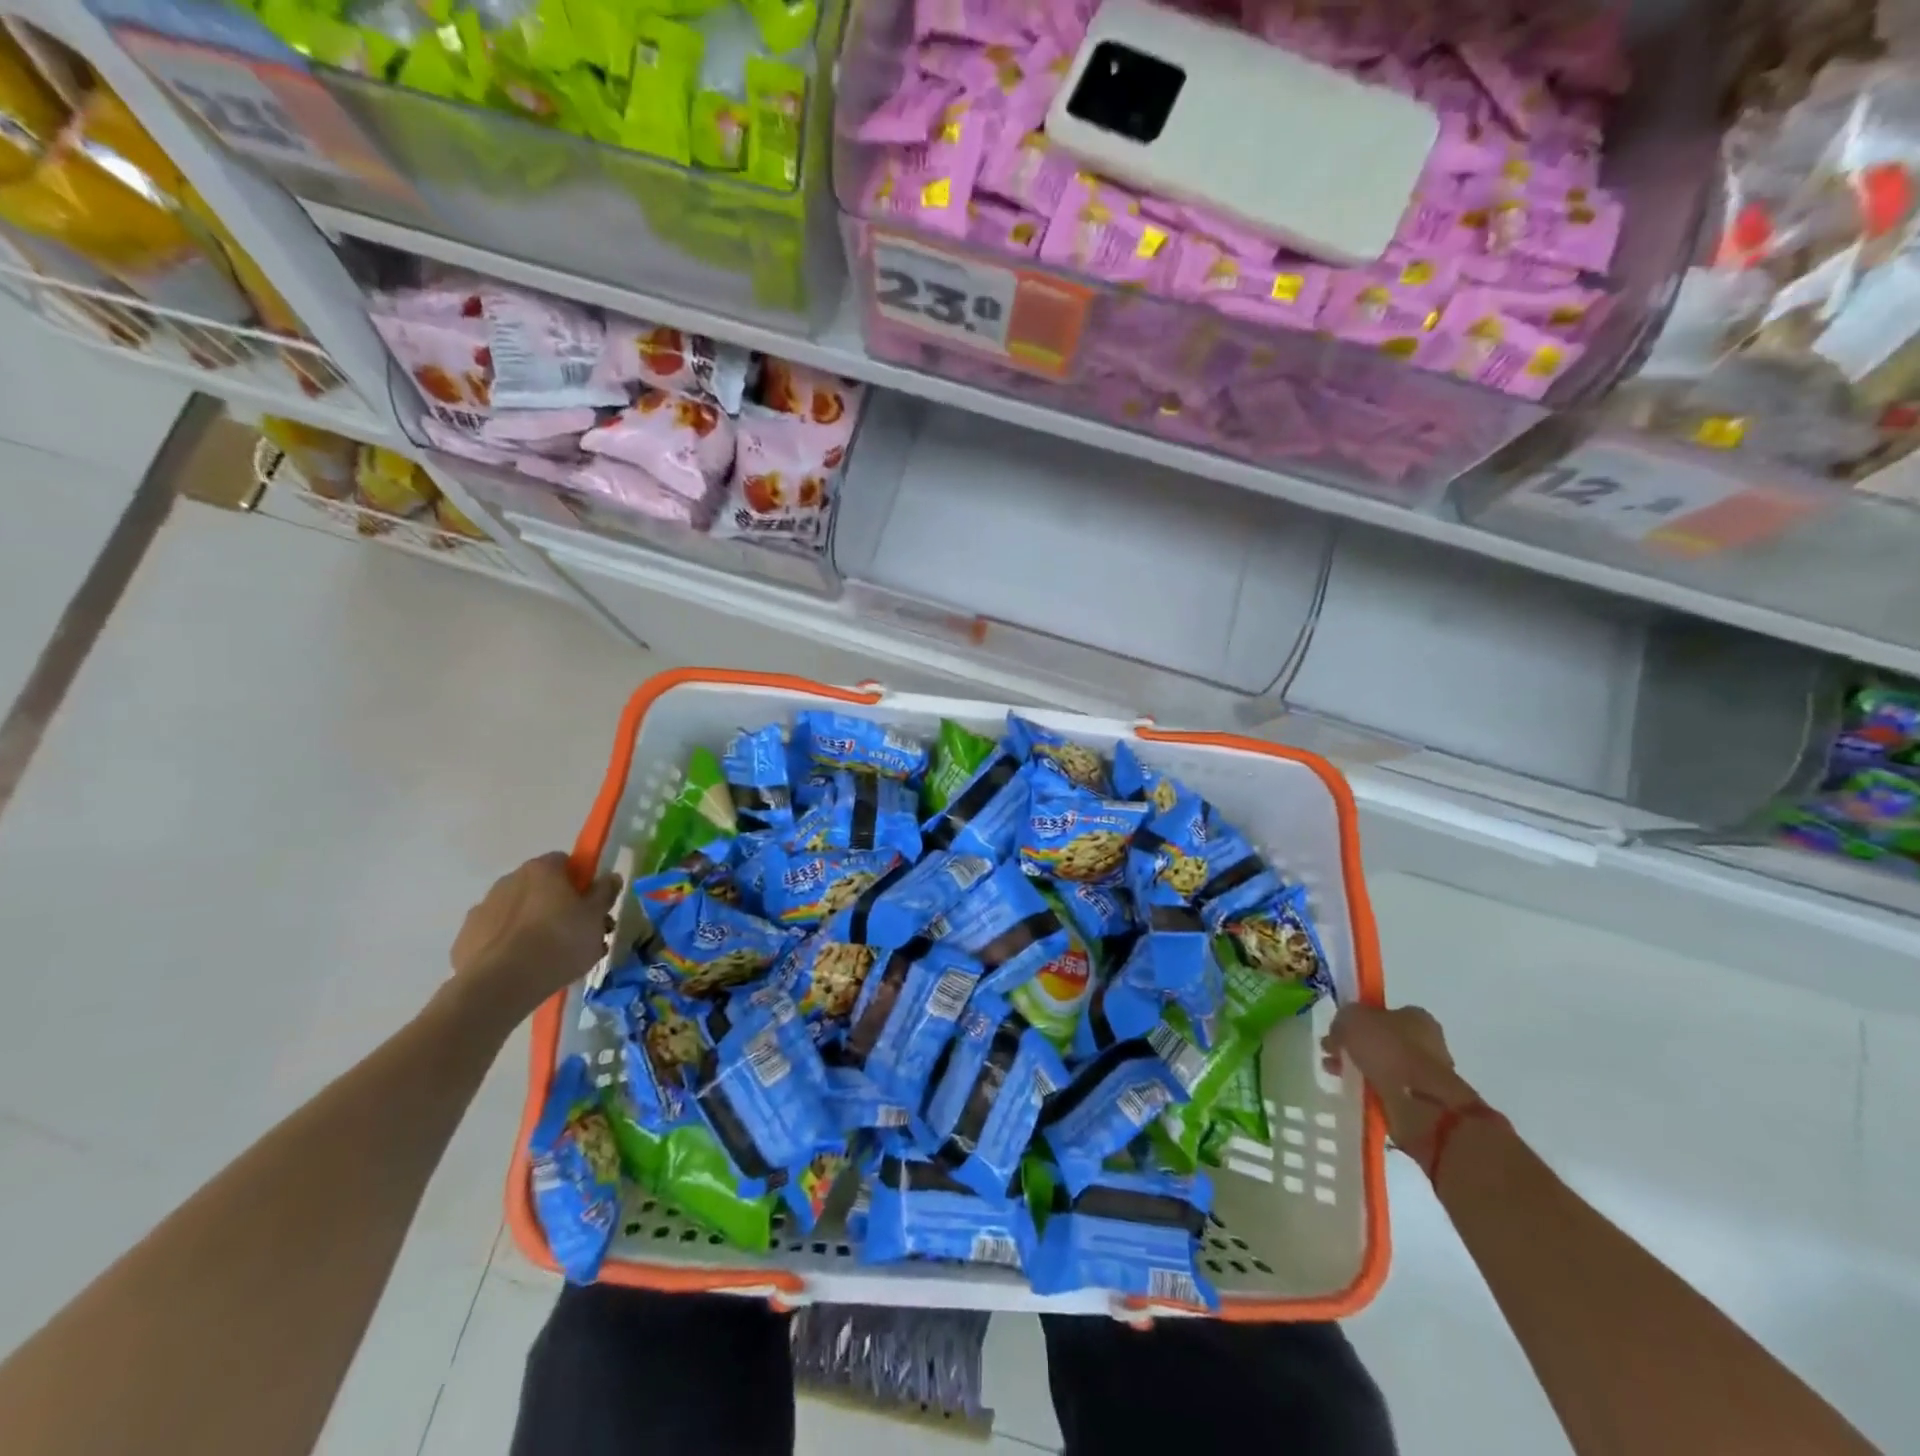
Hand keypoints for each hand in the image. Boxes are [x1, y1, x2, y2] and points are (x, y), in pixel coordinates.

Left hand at [448, 852, 620, 1025]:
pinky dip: (510, 946)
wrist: (500, 986)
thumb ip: (604, 893)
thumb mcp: (595, 918)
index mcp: (541, 869)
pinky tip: (524, 969)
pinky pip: (497, 936)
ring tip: (552, 958)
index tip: (592, 905)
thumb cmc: (559, 942)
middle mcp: (508, 880)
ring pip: (518, 913)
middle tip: (579, 935)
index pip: (566, 862)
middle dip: (560, 906)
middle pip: (542, 888)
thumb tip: (609, 877)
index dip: (582, 882)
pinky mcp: (465, 940)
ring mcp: (482, 909)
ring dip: (534, 926)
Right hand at [1323, 1004, 1485, 1166]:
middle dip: (1355, 1047)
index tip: (1338, 1032)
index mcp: (1416, 1017)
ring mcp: (1427, 1074)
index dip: (1358, 1020)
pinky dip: (1372, 1090)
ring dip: (1360, 1070)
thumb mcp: (1352, 1018)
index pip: (1383, 1013)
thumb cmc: (1388, 1050)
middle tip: (1331, 1054)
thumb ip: (1343, 1018)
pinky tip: (1355, 1092)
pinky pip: (1389, 1090)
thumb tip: (1340, 1030)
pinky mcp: (1424, 1101)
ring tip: (1335, 1074)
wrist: (1419, 1102)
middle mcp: (1427, 1042)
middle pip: (1382, 1041)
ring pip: (1384, 1067)